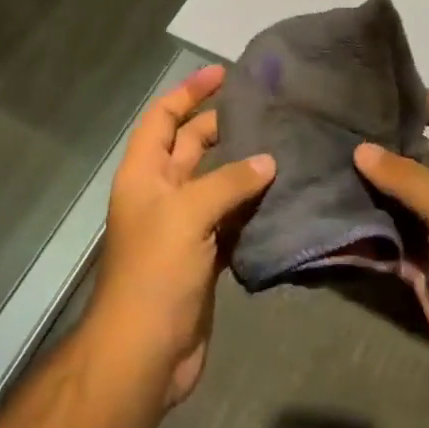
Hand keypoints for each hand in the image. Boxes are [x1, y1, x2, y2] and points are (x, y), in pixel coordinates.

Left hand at [88, 65, 275, 406]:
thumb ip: (229, 182)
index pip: (163, 117)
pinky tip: (282, 197)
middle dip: (222, 126)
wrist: (144, 353)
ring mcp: (182, 226)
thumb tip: (268, 161)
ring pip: (216, 183)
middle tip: (266, 112)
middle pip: (191, 146)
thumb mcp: (188, 214)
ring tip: (284, 147)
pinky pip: (230, 220)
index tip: (224, 74)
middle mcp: (160, 193)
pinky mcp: (203, 256)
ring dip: (243, 168)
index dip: (189, 92)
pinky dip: (251, 208)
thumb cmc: (156, 271)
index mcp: (144, 173)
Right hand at [354, 92, 428, 418]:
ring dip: (367, 184)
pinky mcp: (422, 264)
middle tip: (329, 121)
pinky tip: (327, 207)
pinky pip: (388, 235)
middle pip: (416, 154)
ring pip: (398, 196)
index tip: (370, 85)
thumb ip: (405, 176)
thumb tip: (360, 148)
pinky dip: (365, 226)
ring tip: (318, 157)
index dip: (417, 97)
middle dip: (379, 140)